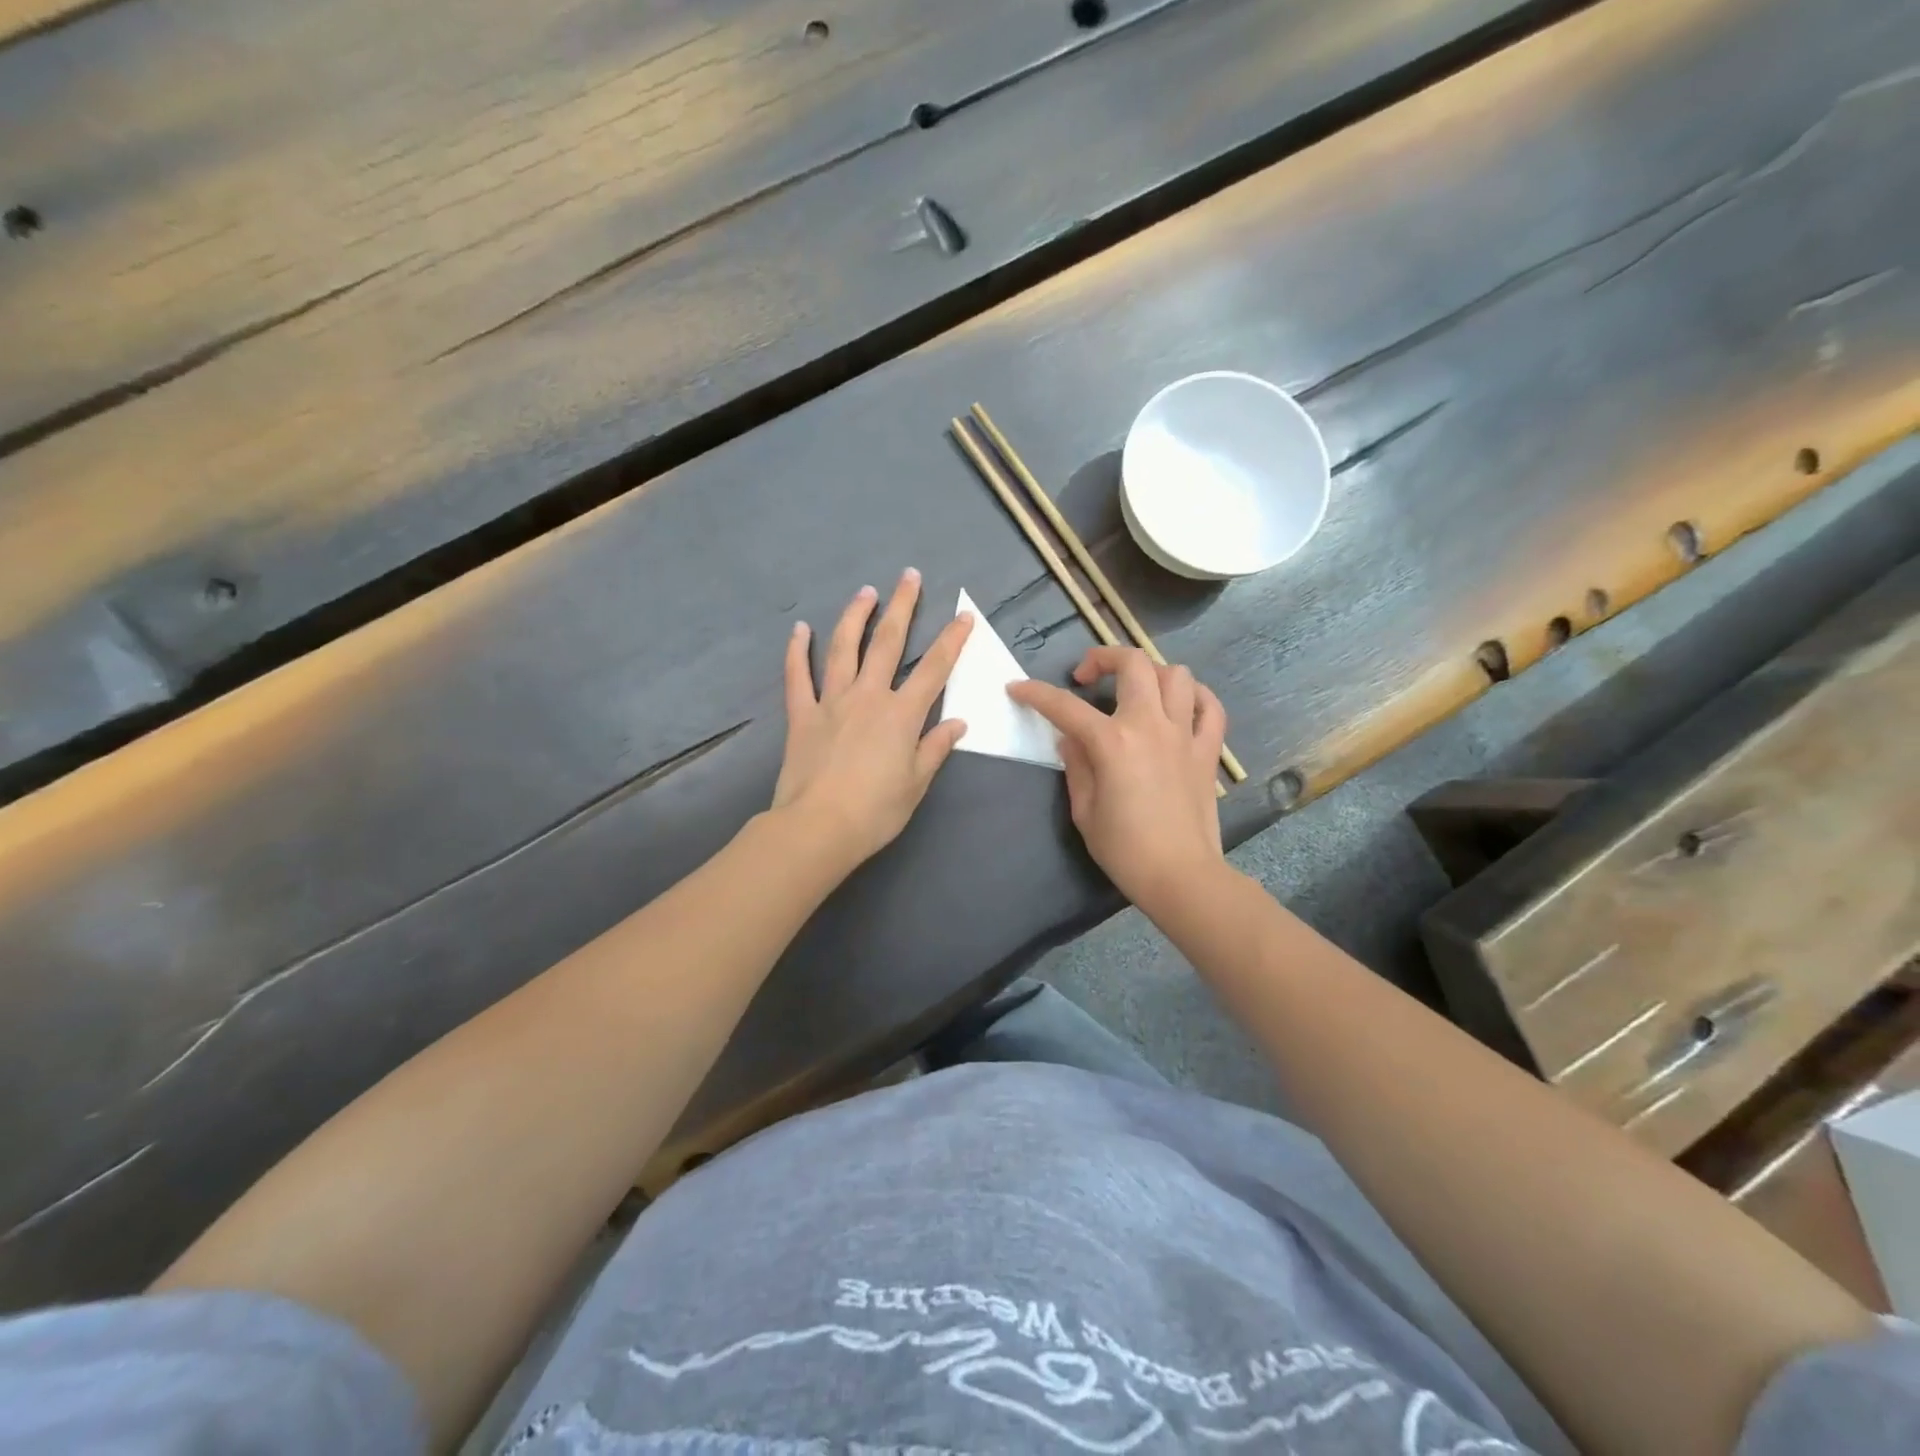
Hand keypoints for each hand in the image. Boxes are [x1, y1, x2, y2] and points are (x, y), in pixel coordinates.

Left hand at [772, 570, 972, 870]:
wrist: (819, 827)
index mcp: (902, 714)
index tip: (963, 616)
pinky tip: (800, 629)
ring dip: (856, 616)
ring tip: (865, 592)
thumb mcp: (917, 783)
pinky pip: (798, 676)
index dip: (952, 640)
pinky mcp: (802, 714)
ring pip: (844, 648)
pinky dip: (797, 651)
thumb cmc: (876, 811)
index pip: (935, 669)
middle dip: (902, 607)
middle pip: (889, 643)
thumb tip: (957, 723)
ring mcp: (832, 701)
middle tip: (909, 576)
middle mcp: (869, 696)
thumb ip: (935, 748)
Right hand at [1009, 646, 1227, 917]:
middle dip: (1103, 658)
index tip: (1017, 689)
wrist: (1180, 875)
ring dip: (1150, 673)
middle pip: (1133, 664)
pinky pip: (1210, 707)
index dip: (1036, 693)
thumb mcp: (1084, 810)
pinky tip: (1179, 704)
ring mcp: (1184, 734)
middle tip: (1086, 678)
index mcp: (1112, 742)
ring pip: (1176, 675)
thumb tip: (1070, 739)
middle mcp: (1150, 725)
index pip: (1065, 706)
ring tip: (1134, 691)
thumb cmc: (1124, 849)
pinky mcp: (1207, 750)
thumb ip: (1076, 765)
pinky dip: (1196, 697)